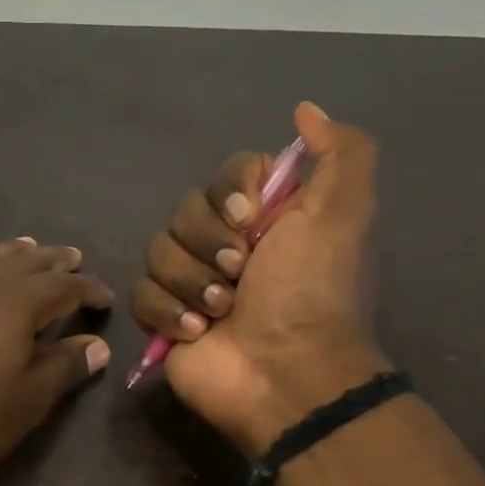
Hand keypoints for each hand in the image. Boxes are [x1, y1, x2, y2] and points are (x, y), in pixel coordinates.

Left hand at [0, 238, 113, 476]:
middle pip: (27, 263)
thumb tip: (98, 346)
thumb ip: (63, 369)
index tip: (106, 298)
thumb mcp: (25, 402)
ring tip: (28, 245)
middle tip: (73, 257)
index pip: (64, 287)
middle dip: (54, 260)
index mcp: (18, 305)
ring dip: (11, 252)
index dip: (89, 289)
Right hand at [131, 102, 389, 453]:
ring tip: (221, 312)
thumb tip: (306, 110)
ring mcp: (192, 282)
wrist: (285, 375)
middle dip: (208, 244)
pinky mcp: (165, 318)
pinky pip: (141, 293)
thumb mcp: (344, 216)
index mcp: (267, 219)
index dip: (228, 193)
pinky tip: (196, 333)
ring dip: (190, 282)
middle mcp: (228, 244)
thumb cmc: (311, 293)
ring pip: (158, 252)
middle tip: (239, 275)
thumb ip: (341, 154)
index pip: (226, 176)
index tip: (247, 219)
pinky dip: (167, 312)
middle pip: (184, 212)